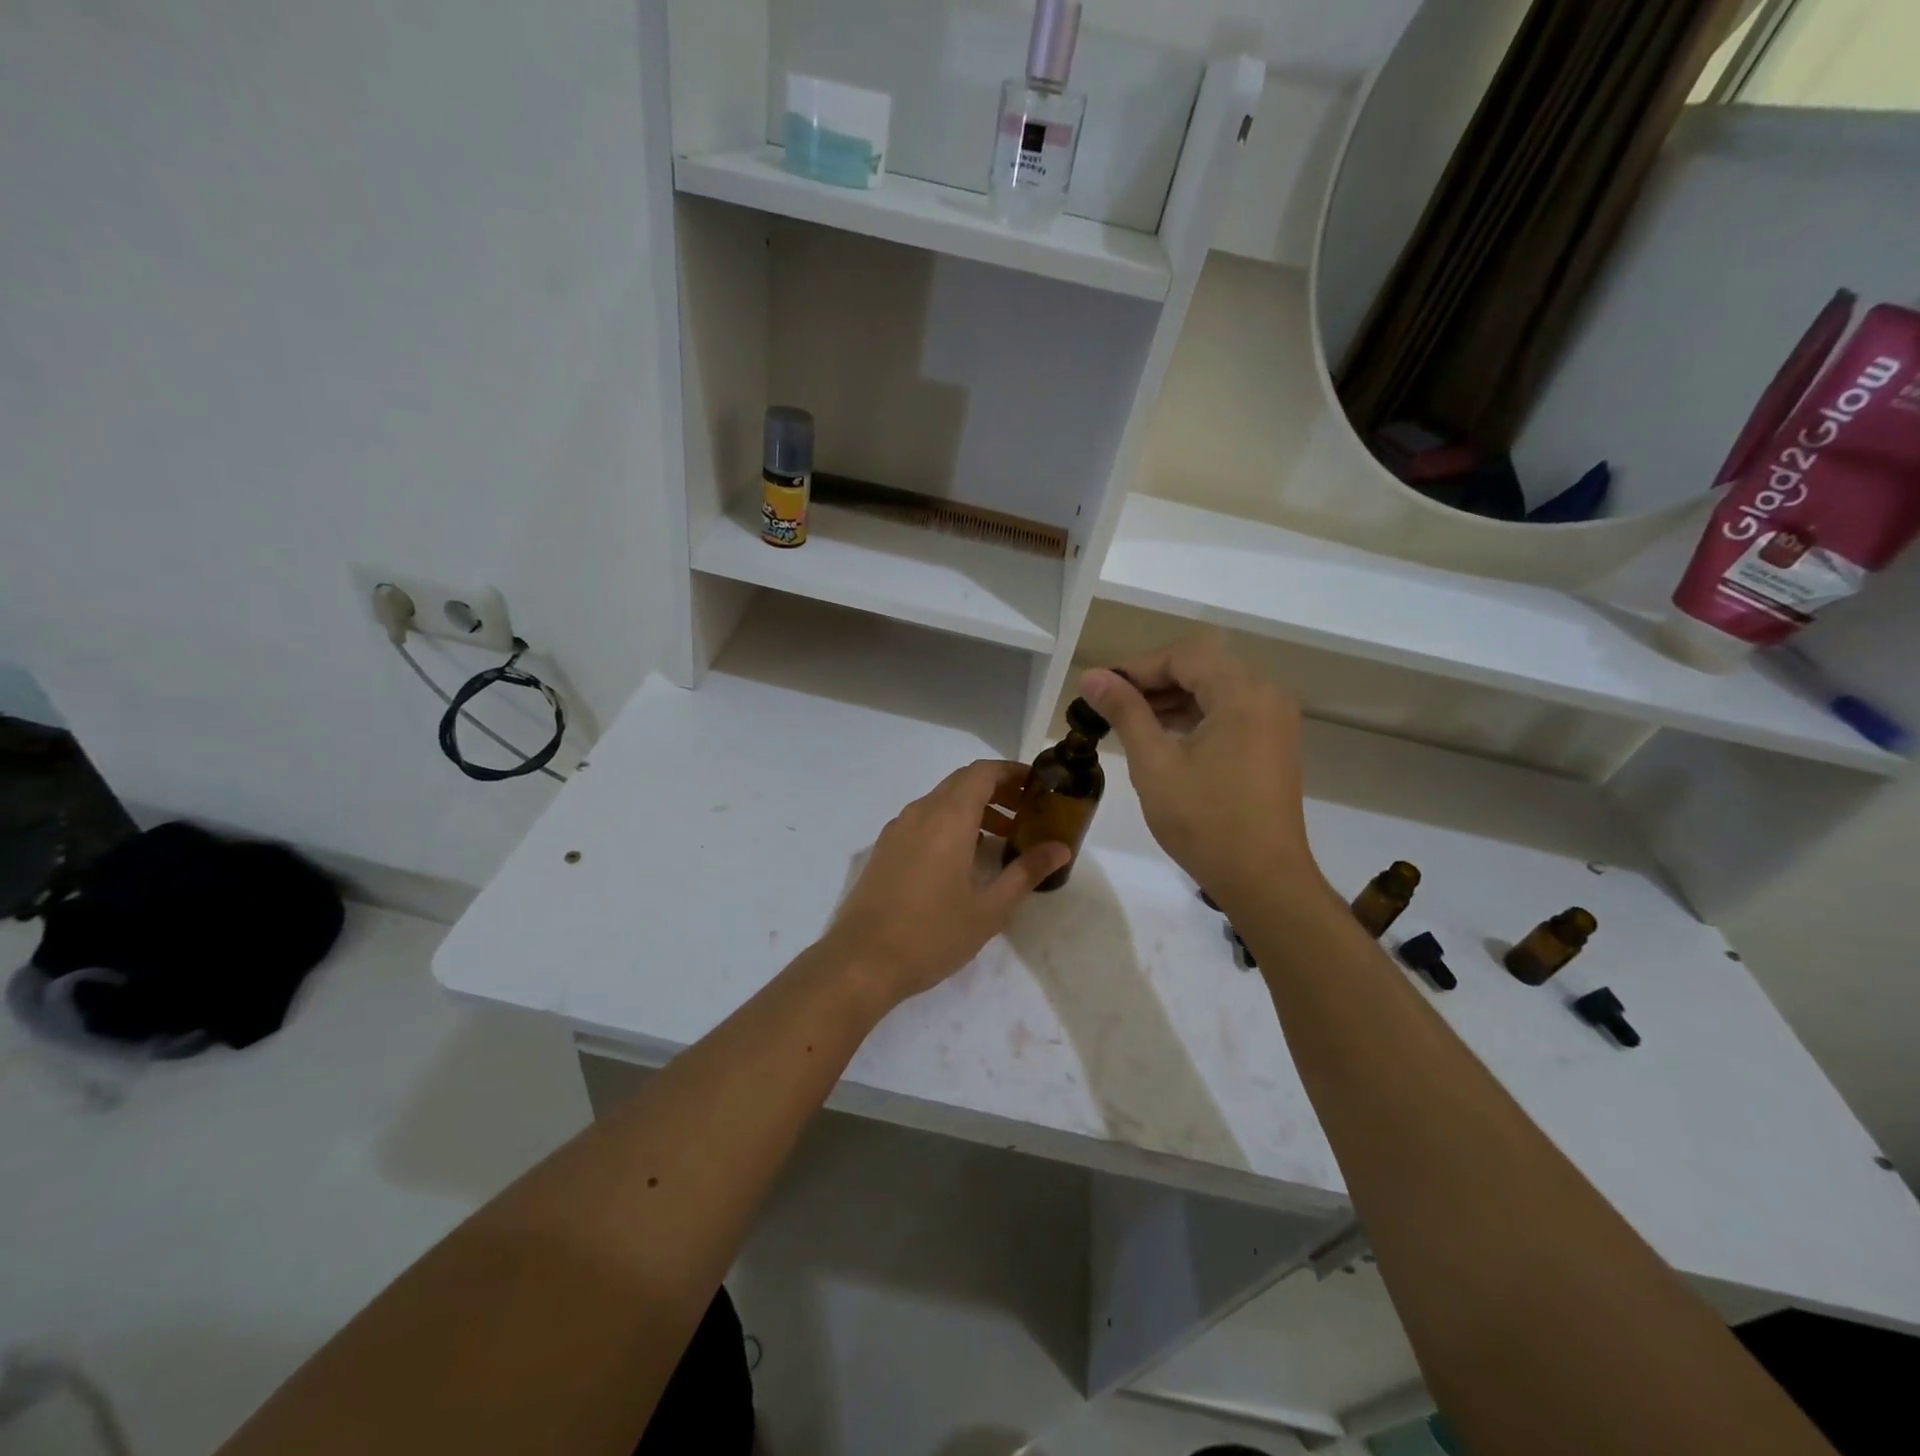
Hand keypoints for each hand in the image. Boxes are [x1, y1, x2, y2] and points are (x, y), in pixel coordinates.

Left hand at [821, 761, 1071, 1009]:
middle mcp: (920, 812)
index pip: (982, 772)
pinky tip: (963, 859)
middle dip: (996, 790)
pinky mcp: (884, 848)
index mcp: (948, 817)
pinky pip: (923, 820)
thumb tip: (1060, 848)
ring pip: (941, 801)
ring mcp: (897, 829)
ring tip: (1002, 839)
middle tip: (1026, 813)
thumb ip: (1026, 872)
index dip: (1011, 772)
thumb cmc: (933, 934)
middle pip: (962, 782)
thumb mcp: (990, 908)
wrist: (861, 961)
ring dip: (973, 809)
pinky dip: (949, 824)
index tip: (1037, 786)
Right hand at [1080, 633, 1321, 909]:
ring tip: (1128, 719)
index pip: (1183, 656)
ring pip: (1215, 688)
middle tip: (1109, 702)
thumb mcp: (1154, 763)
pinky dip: (1194, 715)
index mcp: (1242, 693)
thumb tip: (1092, 676)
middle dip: (1153, 679)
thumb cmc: (1204, 821)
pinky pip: (1229, 711)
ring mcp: (1274, 720)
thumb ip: (1125, 712)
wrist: (1264, 880)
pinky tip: (1162, 735)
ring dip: (1172, 697)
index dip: (1137, 666)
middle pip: (1202, 666)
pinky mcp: (1272, 743)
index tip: (1099, 687)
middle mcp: (1266, 695)